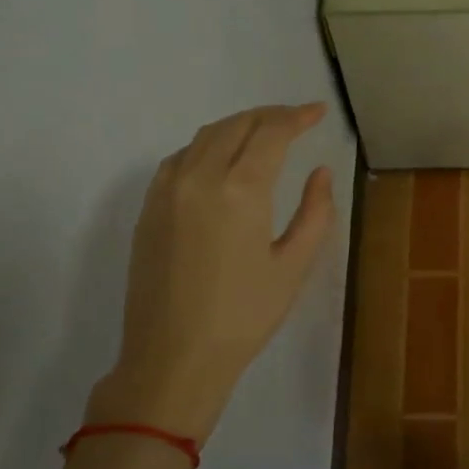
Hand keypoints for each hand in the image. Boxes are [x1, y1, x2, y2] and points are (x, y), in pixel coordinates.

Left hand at [90, 103, 335, 442]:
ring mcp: (167, 190)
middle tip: (296, 119)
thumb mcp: (294, 266)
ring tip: (263, 133)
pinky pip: (180, 158)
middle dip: (269, 115)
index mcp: (240, 190)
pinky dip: (207, 146)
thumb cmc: (244, 316)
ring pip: (204, 136)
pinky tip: (221, 161)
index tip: (318, 112)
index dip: (297, 116)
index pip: (271, 133)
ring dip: (238, 126)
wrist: (173, 356)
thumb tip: (320, 172)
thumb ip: (315, 212)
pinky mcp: (148, 208)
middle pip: (236, 125)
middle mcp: (199, 177)